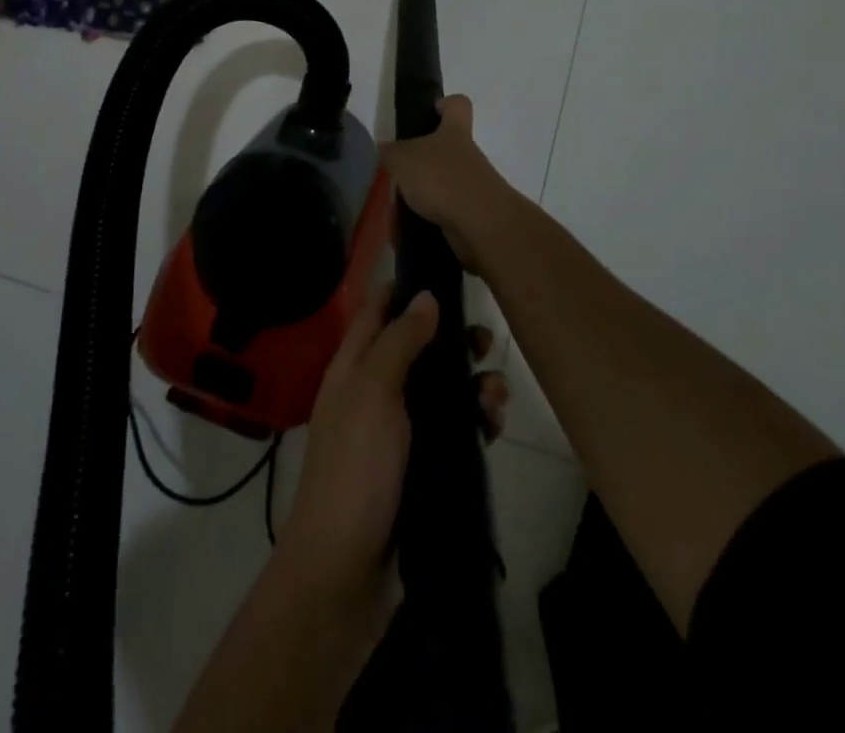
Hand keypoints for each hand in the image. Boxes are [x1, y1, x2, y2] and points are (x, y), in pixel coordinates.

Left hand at [277, 284, 511, 614]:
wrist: (346, 573)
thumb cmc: (355, 470)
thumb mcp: (374, 392)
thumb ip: (399, 342)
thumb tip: (426, 295)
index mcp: (353, 368)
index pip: (377, 311)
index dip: (404, 288)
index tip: (445, 271)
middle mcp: (375, 393)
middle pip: (417, 349)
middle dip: (452, 340)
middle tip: (486, 340)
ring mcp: (398, 433)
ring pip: (441, 391)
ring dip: (472, 385)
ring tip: (498, 394)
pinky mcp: (422, 468)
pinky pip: (454, 432)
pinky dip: (475, 422)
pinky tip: (495, 425)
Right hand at [379, 96, 522, 271]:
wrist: (480, 225)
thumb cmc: (441, 179)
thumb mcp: (403, 159)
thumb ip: (391, 152)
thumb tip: (385, 150)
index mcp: (454, 132)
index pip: (457, 105)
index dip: (444, 104)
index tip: (429, 112)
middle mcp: (467, 155)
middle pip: (446, 148)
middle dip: (420, 161)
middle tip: (397, 171)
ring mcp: (472, 185)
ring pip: (441, 182)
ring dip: (420, 194)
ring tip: (396, 208)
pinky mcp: (471, 214)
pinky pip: (443, 212)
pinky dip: (425, 219)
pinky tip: (406, 229)